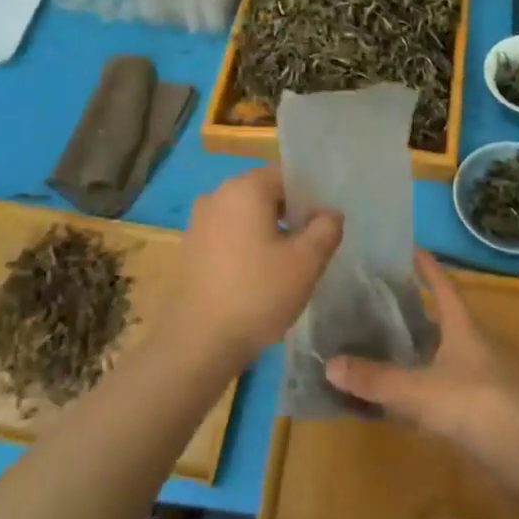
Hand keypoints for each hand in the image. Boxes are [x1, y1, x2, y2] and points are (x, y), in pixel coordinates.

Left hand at [169, 166, 341, 366]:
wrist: (198, 342)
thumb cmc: (258, 293)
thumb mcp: (306, 262)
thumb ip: (326, 229)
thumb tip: (329, 214)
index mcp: (245, 188)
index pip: (286, 176)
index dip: (309, 198)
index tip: (322, 227)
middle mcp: (217, 195)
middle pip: (264, 194)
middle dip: (289, 216)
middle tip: (309, 249)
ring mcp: (198, 222)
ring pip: (245, 217)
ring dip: (267, 233)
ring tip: (285, 267)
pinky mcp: (189, 248)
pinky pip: (227, 236)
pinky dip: (245, 248)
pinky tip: (256, 279)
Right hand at [325, 251, 518, 462]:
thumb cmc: (473, 403)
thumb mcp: (418, 390)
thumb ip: (375, 379)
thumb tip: (329, 364)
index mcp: (463, 328)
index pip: (444, 287)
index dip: (428, 267)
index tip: (412, 248)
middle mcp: (475, 345)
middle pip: (447, 319)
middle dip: (421, 308)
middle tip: (388, 299)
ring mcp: (484, 377)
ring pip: (449, 353)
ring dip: (425, 347)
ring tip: (393, 344)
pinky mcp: (485, 408)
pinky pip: (450, 385)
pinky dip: (429, 383)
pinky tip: (411, 394)